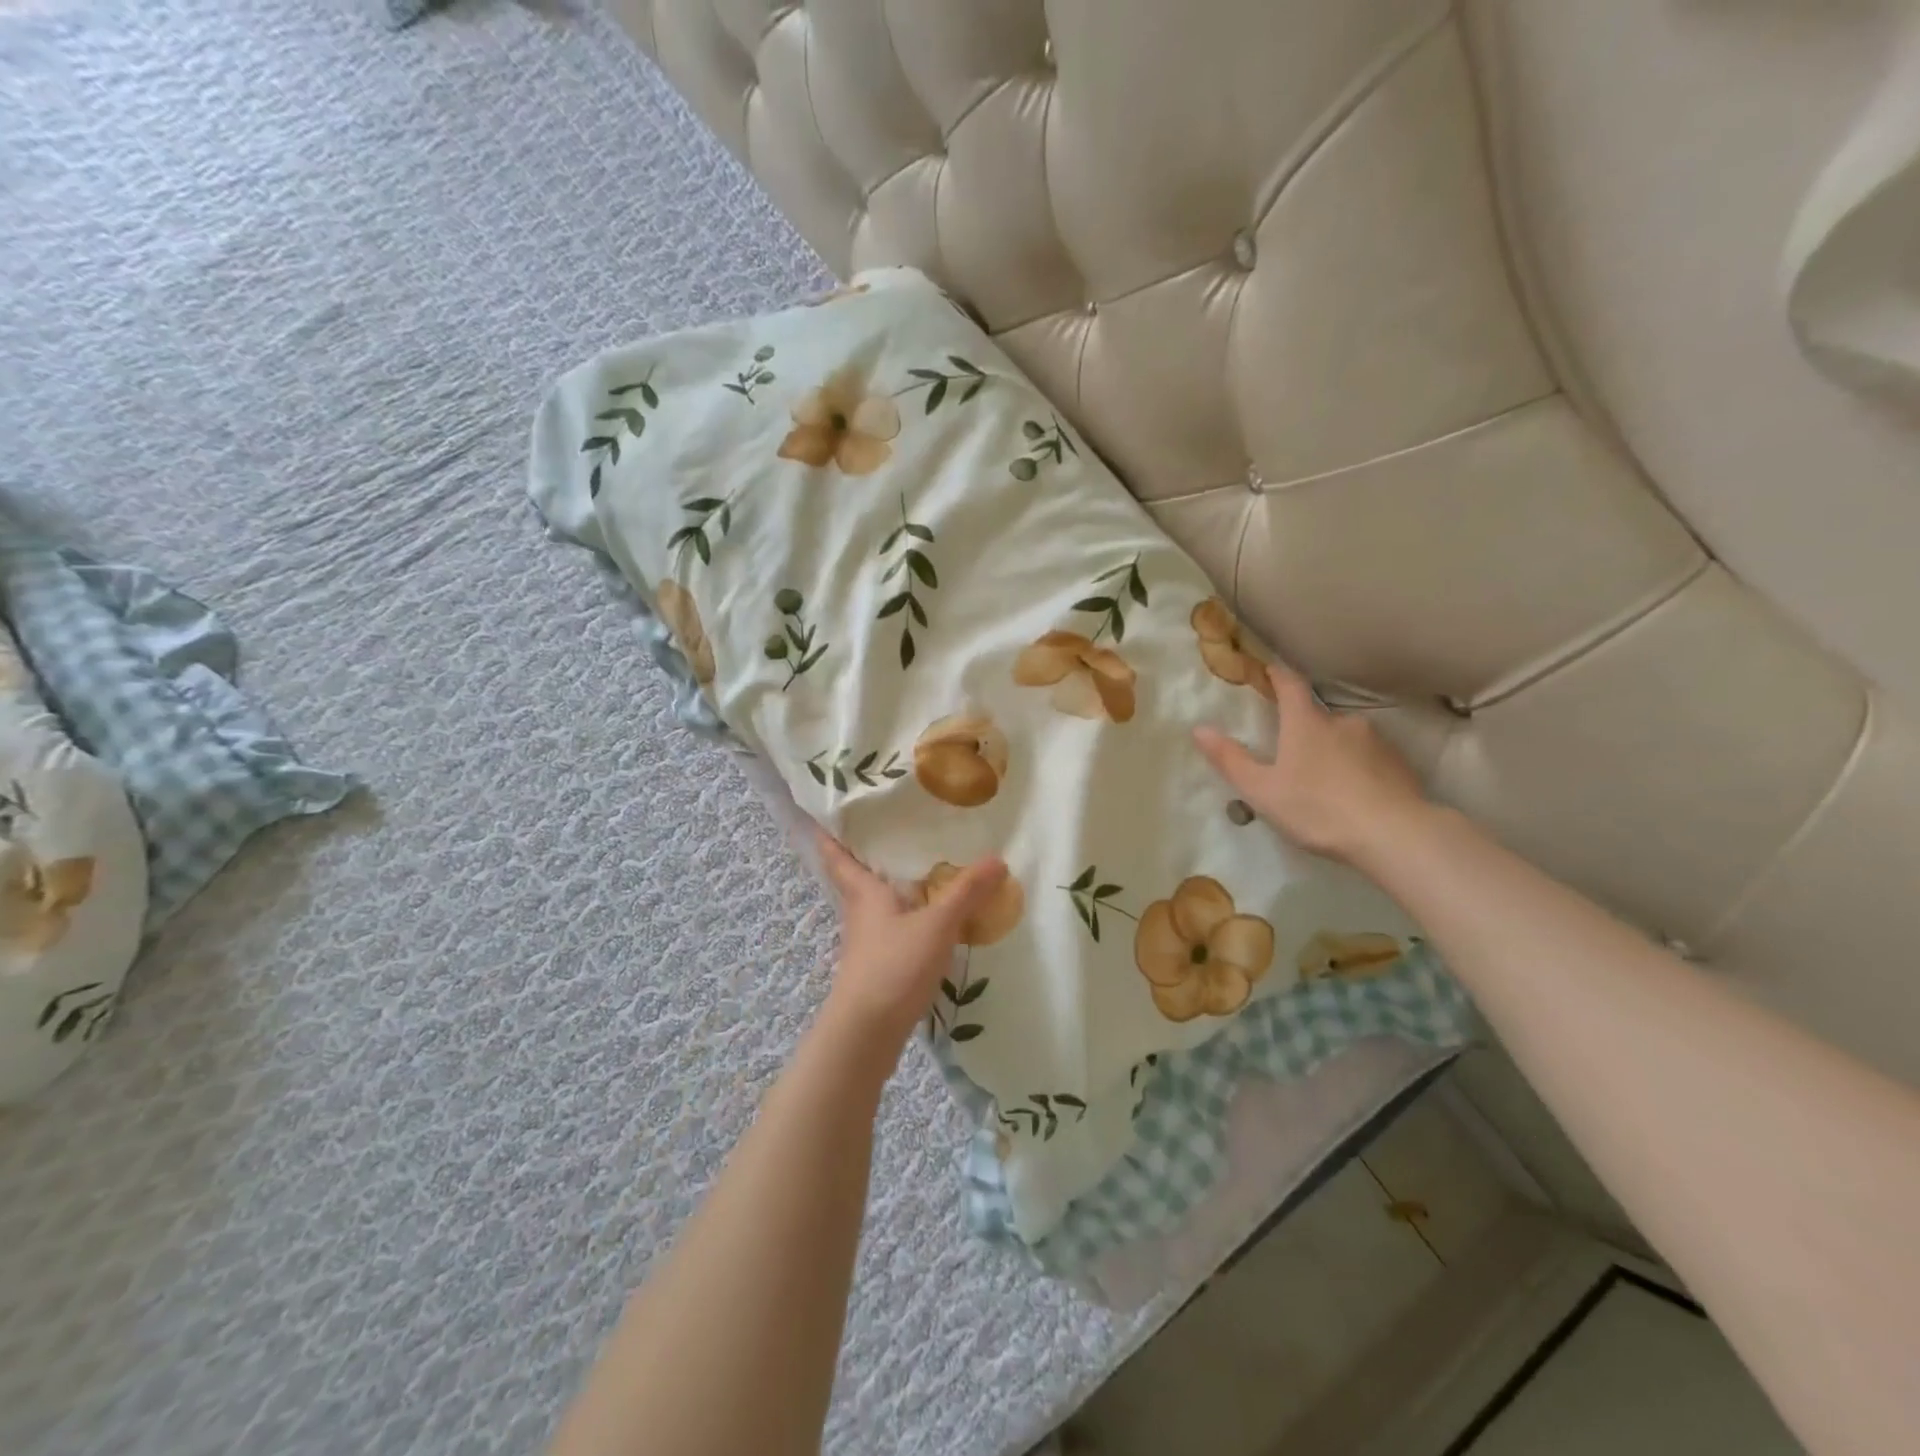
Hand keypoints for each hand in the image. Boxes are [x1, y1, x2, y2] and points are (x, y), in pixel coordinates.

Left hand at [814, 832, 1007, 1048]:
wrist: (867, 1034)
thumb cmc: (893, 967)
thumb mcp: (937, 925)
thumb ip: (966, 892)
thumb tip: (997, 858)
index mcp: (864, 893)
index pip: (837, 855)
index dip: (828, 834)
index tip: (825, 814)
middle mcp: (860, 913)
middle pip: (858, 878)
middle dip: (869, 855)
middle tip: (892, 829)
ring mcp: (867, 943)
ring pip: (877, 905)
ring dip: (892, 888)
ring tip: (922, 870)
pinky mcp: (878, 967)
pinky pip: (893, 930)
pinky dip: (908, 918)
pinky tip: (931, 921)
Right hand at [1193, 659, 1429, 869]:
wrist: (1394, 835)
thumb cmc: (1318, 809)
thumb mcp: (1262, 790)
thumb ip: (1230, 760)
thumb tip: (1199, 729)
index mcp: (1306, 723)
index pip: (1290, 686)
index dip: (1277, 676)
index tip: (1268, 671)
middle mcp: (1342, 722)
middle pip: (1318, 717)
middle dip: (1304, 729)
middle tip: (1293, 757)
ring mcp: (1376, 741)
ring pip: (1346, 738)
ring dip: (1334, 751)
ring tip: (1325, 783)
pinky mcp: (1400, 764)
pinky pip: (1371, 759)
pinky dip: (1359, 769)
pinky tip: (1355, 794)